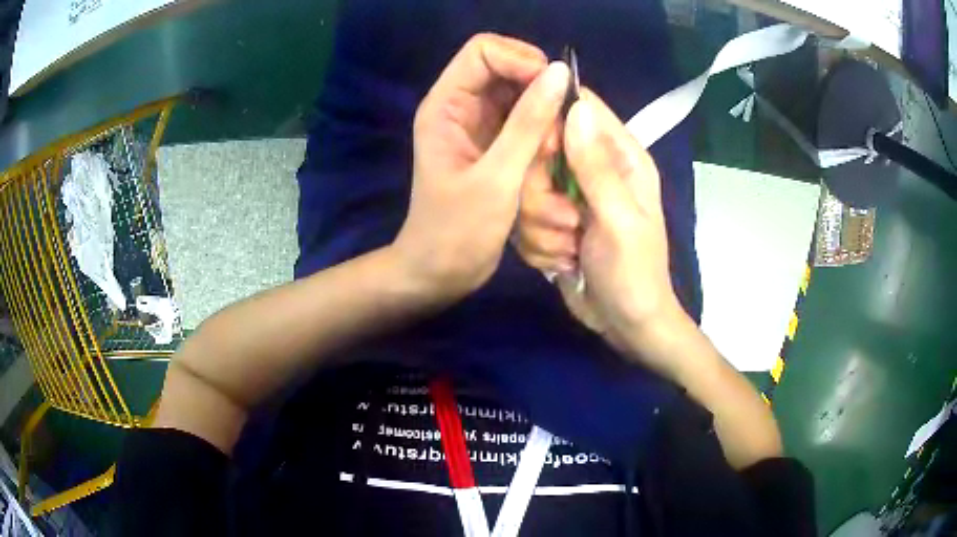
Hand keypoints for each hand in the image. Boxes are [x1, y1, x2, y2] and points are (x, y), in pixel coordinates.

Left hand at [392, 34, 569, 303]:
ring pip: (522, 98)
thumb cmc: (457, 231)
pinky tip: (548, 164)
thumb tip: (559, 73)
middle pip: (507, 70)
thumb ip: (528, 123)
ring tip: (550, 156)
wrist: (440, 272)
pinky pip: (526, 124)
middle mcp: (461, 107)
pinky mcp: (494, 146)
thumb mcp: (497, 177)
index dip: (521, 58)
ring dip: (544, 121)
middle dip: (538, 94)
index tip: (553, 87)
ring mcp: (479, 126)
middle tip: (554, 134)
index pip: (483, 51)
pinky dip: (542, 137)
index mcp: (446, 105)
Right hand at [525, 90, 689, 374]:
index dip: (553, 123)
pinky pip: (524, 219)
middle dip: (542, 194)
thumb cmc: (634, 273)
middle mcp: (592, 169)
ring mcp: (570, 196)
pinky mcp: (552, 222)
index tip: (545, 156)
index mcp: (621, 156)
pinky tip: (564, 261)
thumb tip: (575, 106)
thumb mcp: (618, 219)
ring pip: (525, 188)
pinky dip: (539, 244)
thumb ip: (595, 165)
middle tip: (568, 222)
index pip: (581, 109)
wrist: (626, 324)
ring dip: (542, 226)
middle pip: (540, 149)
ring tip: (571, 248)